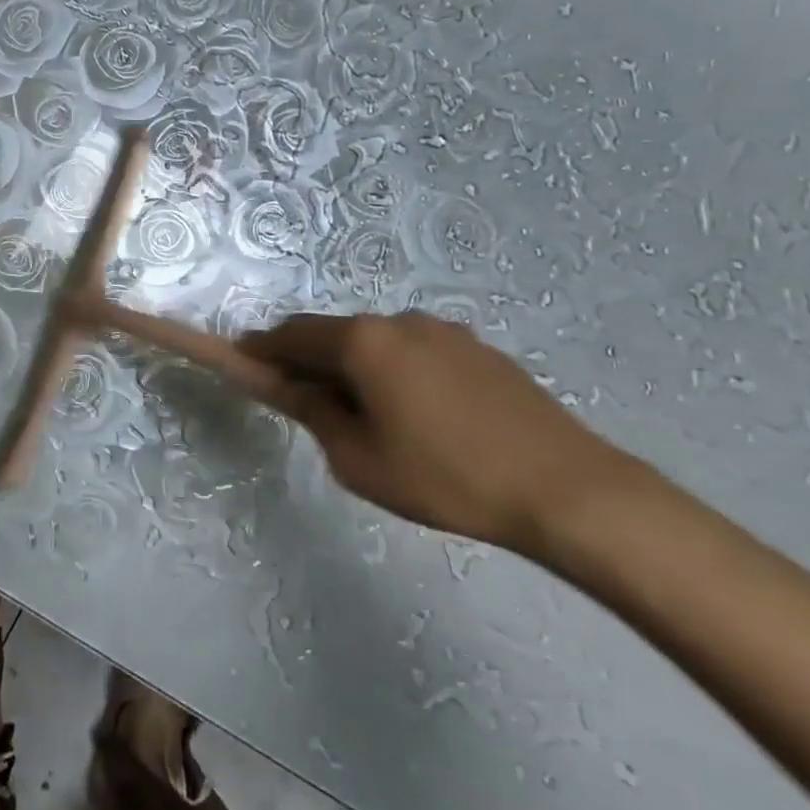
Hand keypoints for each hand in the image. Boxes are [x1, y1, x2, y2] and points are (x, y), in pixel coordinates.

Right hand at [241, 312, 631, 553]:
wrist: (566, 488)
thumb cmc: (446, 478)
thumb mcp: (359, 460)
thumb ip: (314, 413)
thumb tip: (289, 387)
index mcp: (363, 342)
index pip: (292, 334)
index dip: (262, 349)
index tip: (243, 362)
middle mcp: (399, 321)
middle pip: (335, 335)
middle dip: (311, 361)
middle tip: (305, 402)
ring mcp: (444, 330)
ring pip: (378, 343)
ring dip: (357, 367)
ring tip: (369, 417)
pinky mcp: (479, 348)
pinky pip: (417, 352)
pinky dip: (396, 371)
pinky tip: (418, 414)